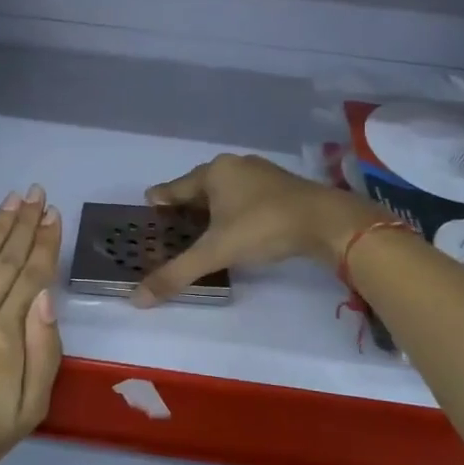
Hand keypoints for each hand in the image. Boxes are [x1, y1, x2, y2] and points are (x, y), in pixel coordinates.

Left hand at [0, 186, 63, 464]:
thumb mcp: (32, 406)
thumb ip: (45, 350)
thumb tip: (46, 295)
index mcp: (6, 337)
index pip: (32, 277)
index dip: (46, 243)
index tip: (55, 215)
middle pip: (5, 260)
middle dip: (25, 223)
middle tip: (37, 192)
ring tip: (14, 198)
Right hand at [133, 154, 386, 306]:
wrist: (327, 221)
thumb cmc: (264, 227)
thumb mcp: (216, 252)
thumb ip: (177, 273)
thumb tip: (136, 299)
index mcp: (213, 172)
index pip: (173, 188)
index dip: (159, 203)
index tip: (147, 217)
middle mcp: (234, 165)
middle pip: (198, 188)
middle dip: (185, 208)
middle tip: (172, 231)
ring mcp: (261, 174)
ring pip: (224, 192)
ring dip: (212, 210)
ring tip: (201, 233)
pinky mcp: (282, 187)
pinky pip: (246, 198)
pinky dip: (234, 212)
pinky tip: (236, 229)